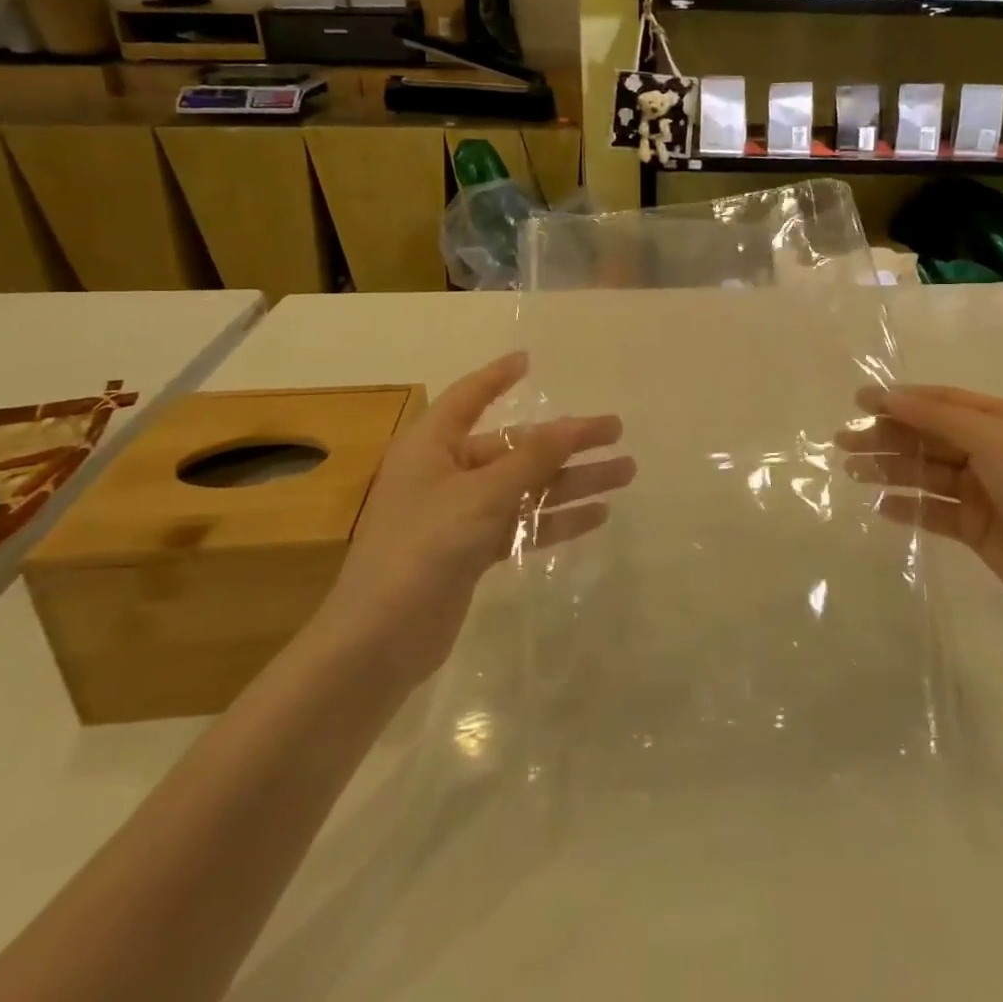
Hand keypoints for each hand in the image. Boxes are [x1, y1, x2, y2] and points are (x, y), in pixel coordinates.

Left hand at [319, 352, 634, 672]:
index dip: (499, 376)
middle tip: (616, 431)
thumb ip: (532, 458)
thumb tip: (573, 424)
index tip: (530, 360)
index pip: (469, 396)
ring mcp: (460, 514)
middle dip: (566, 440)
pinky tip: (597, 515)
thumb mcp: (482, 494)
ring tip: (624, 473)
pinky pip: (522, 523)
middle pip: (516, 446)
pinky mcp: (472, 551)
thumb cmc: (423, 547)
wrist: (378, 641)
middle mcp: (446, 472)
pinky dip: (556, 518)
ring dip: (572, 480)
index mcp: (433, 445)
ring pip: (527, 486)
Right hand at [838, 385, 1002, 625]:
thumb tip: (890, 396)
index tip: (858, 402)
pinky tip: (880, 508)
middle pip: (928, 437)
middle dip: (886, 437)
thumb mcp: (995, 441)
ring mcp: (983, 491)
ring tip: (852, 472)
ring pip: (926, 473)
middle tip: (843, 442)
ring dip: (890, 470)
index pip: (941, 402)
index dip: (900, 400)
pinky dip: (908, 507)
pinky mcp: (976, 528)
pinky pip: (934, 511)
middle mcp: (992, 450)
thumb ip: (939, 418)